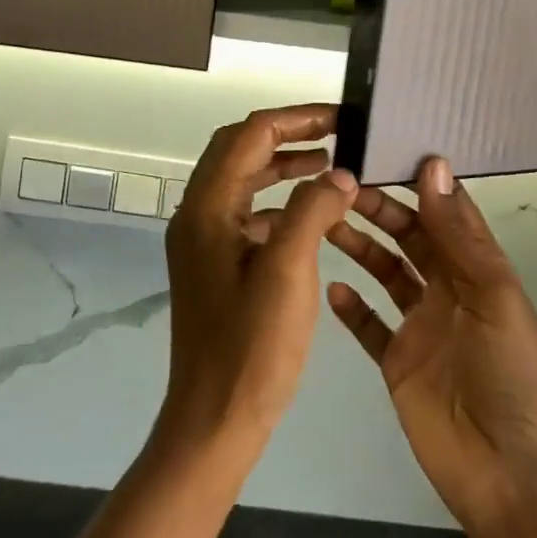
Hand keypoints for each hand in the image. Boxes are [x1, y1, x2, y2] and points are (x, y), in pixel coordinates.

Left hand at [159, 104, 358, 459]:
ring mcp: (203, 241)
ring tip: (329, 166)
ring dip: (281, 167)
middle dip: (286, 135)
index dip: (294, 119)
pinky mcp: (215, 265)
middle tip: (334, 134)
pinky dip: (278, 203)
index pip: (249, 136)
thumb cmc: (251, 346)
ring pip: (243, 181)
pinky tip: (311, 215)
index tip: (339, 118)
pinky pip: (246, 214)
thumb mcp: (288, 270)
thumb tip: (339, 173)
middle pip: (239, 151)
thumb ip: (313, 210)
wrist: (214, 420)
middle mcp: (197, 215)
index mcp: (207, 208)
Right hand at [327, 156, 536, 536]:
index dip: (418, 183)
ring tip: (325, 224)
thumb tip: (433, 166)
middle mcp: (447, 290)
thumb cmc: (509, 375)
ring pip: (385, 273)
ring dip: (359, 247)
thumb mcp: (492, 296)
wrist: (507, 473)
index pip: (445, 213)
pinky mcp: (397, 362)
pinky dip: (350, 306)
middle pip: (409, 238)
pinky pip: (369, 325)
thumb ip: (458, 235)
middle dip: (379, 210)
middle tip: (338, 187)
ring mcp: (420, 327)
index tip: (381, 151)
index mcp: (477, 270)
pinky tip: (329, 287)